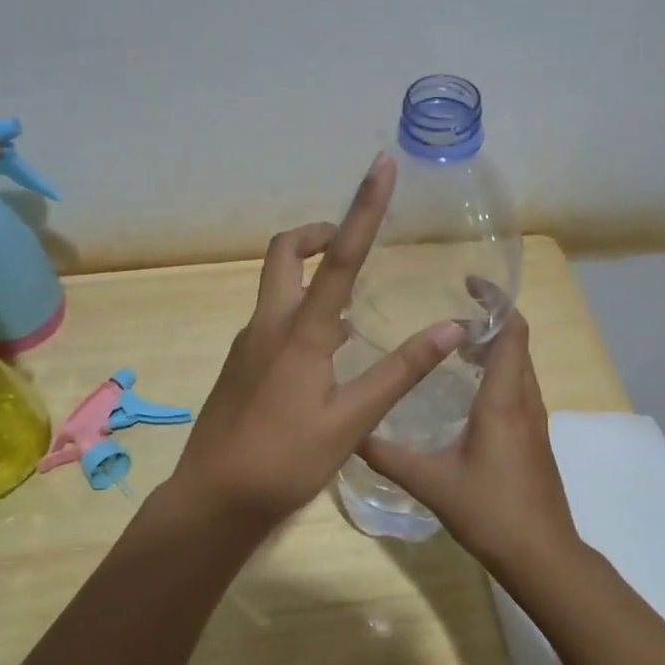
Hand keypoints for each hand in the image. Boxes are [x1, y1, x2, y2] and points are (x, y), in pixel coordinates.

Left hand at [170, 154, 467, 525]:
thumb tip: (450, 328)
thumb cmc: (286, 461)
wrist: (213, 498)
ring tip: (352, 298)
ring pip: (276, 286)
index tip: (379, 167)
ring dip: (310, 274)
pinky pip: (272, 318)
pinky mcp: (240, 364)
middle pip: (285, 253)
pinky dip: (300, 310)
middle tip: (350, 242)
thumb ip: (399, 372)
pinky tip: (326, 351)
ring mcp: (248, 343)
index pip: (339, 257)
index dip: (363, 208)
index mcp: (300, 332)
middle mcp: (268, 324)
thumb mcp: (351, 420)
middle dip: (317, 234)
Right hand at [357, 311, 582, 575]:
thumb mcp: (430, 482)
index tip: (468, 283)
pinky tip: (465, 392)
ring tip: (452, 347)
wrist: (542, 557)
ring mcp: (534, 421)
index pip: (511, 332)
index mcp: (502, 401)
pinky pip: (518, 387)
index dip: (495, 301)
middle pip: (517, 343)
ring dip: (493, 346)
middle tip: (447, 316)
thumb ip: (387, 455)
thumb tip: (350, 431)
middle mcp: (524, 401)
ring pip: (519, 366)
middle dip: (489, 320)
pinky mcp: (534, 438)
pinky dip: (497, 372)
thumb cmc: (490, 512)